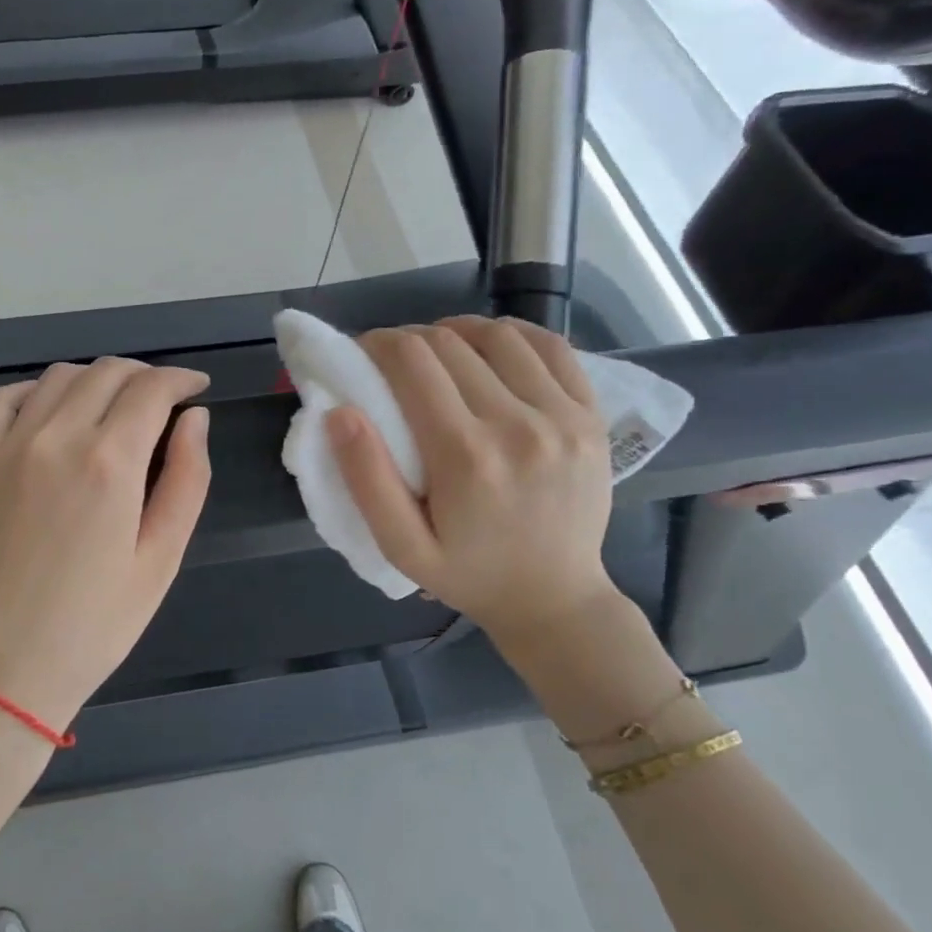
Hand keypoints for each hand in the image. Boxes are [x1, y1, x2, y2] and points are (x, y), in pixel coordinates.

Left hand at [0, 358, 211, 733]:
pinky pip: (5, 399)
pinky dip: (37, 390)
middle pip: (107, 372)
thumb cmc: (93, 626)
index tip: (197, 388)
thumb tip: (195, 419)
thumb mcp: (161, 560)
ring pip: (60, 376)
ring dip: (97, 378)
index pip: (152, 388)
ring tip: (115, 406)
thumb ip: (187, 480)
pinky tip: (54, 410)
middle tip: (164, 400)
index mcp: (110, 463)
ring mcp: (8, 446)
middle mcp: (57, 437)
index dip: (182, 379)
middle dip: (145, 375)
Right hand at [327, 317, 615, 648]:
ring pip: (499, 335)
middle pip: (450, 343)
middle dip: (409, 339)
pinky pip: (552, 347)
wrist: (555, 599)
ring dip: (457, 331)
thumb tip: (340, 412)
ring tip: (438, 351)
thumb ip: (366, 479)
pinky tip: (491, 347)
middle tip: (392, 360)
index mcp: (465, 456)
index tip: (361, 354)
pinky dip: (514, 335)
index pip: (412, 362)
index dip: (378, 344)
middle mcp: (518, 424)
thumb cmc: (468, 574)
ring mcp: (563, 416)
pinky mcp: (591, 415)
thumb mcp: (401, 546)